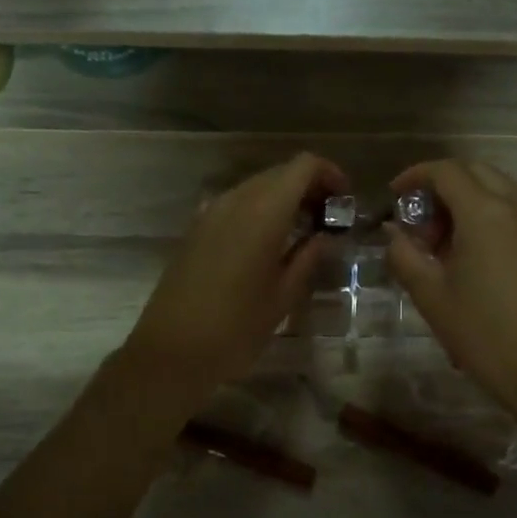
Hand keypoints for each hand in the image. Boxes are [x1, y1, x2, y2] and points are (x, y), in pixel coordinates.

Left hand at [121, 152, 347, 402]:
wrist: (171, 351)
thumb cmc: (236, 328)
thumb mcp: (284, 295)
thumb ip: (309, 257)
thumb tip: (326, 236)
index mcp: (264, 212)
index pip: (303, 166)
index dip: (330, 174)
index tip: (344, 202)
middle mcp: (236, 200)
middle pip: (280, 173)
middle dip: (309, 187)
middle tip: (329, 220)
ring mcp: (211, 212)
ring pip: (257, 187)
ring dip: (284, 198)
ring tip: (303, 233)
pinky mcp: (196, 228)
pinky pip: (236, 203)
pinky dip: (260, 210)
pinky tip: (269, 243)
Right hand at [383, 160, 516, 419]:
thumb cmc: (483, 334)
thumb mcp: (431, 296)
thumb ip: (404, 255)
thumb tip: (393, 234)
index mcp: (485, 213)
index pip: (446, 171)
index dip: (415, 176)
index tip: (396, 195)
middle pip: (476, 172)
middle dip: (443, 185)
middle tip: (422, 221)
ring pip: (502, 187)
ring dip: (472, 197)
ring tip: (451, 236)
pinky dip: (496, 212)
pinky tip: (482, 249)